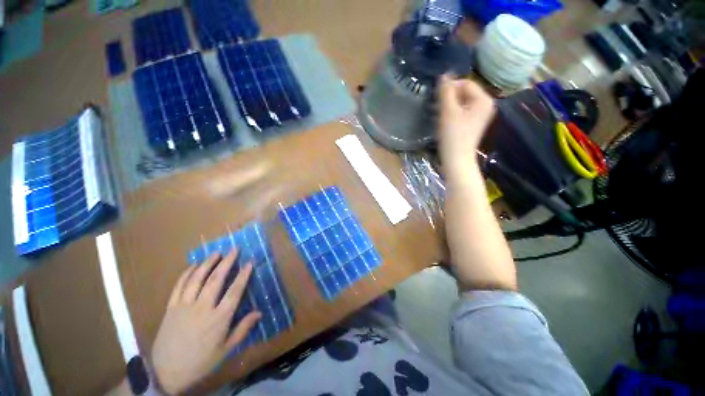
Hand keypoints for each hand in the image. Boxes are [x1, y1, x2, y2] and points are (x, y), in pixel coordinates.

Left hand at [150, 251, 260, 393]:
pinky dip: (186, 273)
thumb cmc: (200, 361)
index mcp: (219, 318)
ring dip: (208, 263)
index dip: (243, 275)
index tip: (250, 262)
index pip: (234, 291)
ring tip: (216, 252)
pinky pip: (178, 286)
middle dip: (227, 262)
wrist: (166, 372)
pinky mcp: (171, 307)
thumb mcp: (225, 349)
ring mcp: (184, 306)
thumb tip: (259, 312)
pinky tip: (193, 265)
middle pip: (216, 280)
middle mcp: (202, 308)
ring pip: (197, 279)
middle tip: (235, 249)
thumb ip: (243, 329)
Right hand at [438, 75, 495, 166]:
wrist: (456, 160)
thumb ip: (446, 91)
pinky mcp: (473, 124)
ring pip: (462, 103)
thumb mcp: (448, 111)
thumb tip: (444, 74)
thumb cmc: (453, 136)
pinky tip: (443, 120)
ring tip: (438, 114)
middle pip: (464, 92)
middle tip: (436, 107)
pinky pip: (462, 112)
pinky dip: (452, 113)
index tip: (436, 98)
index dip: (450, 87)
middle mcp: (485, 105)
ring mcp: (480, 116)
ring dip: (449, 105)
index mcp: (484, 99)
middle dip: (449, 97)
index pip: (466, 83)